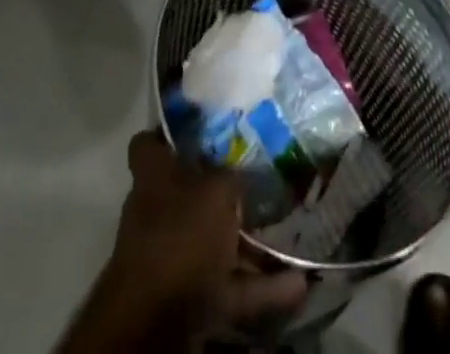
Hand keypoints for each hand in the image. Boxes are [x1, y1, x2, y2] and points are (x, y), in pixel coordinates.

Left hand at [60, 133, 306, 350]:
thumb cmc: (181, 236)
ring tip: (288, 237)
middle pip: (188, 193)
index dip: (170, 135)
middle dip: (222, 192)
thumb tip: (244, 171)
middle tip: (259, 183)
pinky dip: (261, 287)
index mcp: (153, 176)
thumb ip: (232, 177)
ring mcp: (170, 256)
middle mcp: (156, 211)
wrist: (155, 321)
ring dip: (249, 244)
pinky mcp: (187, 298)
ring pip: (213, 242)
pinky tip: (299, 284)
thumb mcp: (216, 192)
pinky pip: (230, 286)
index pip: (149, 143)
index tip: (202, 127)